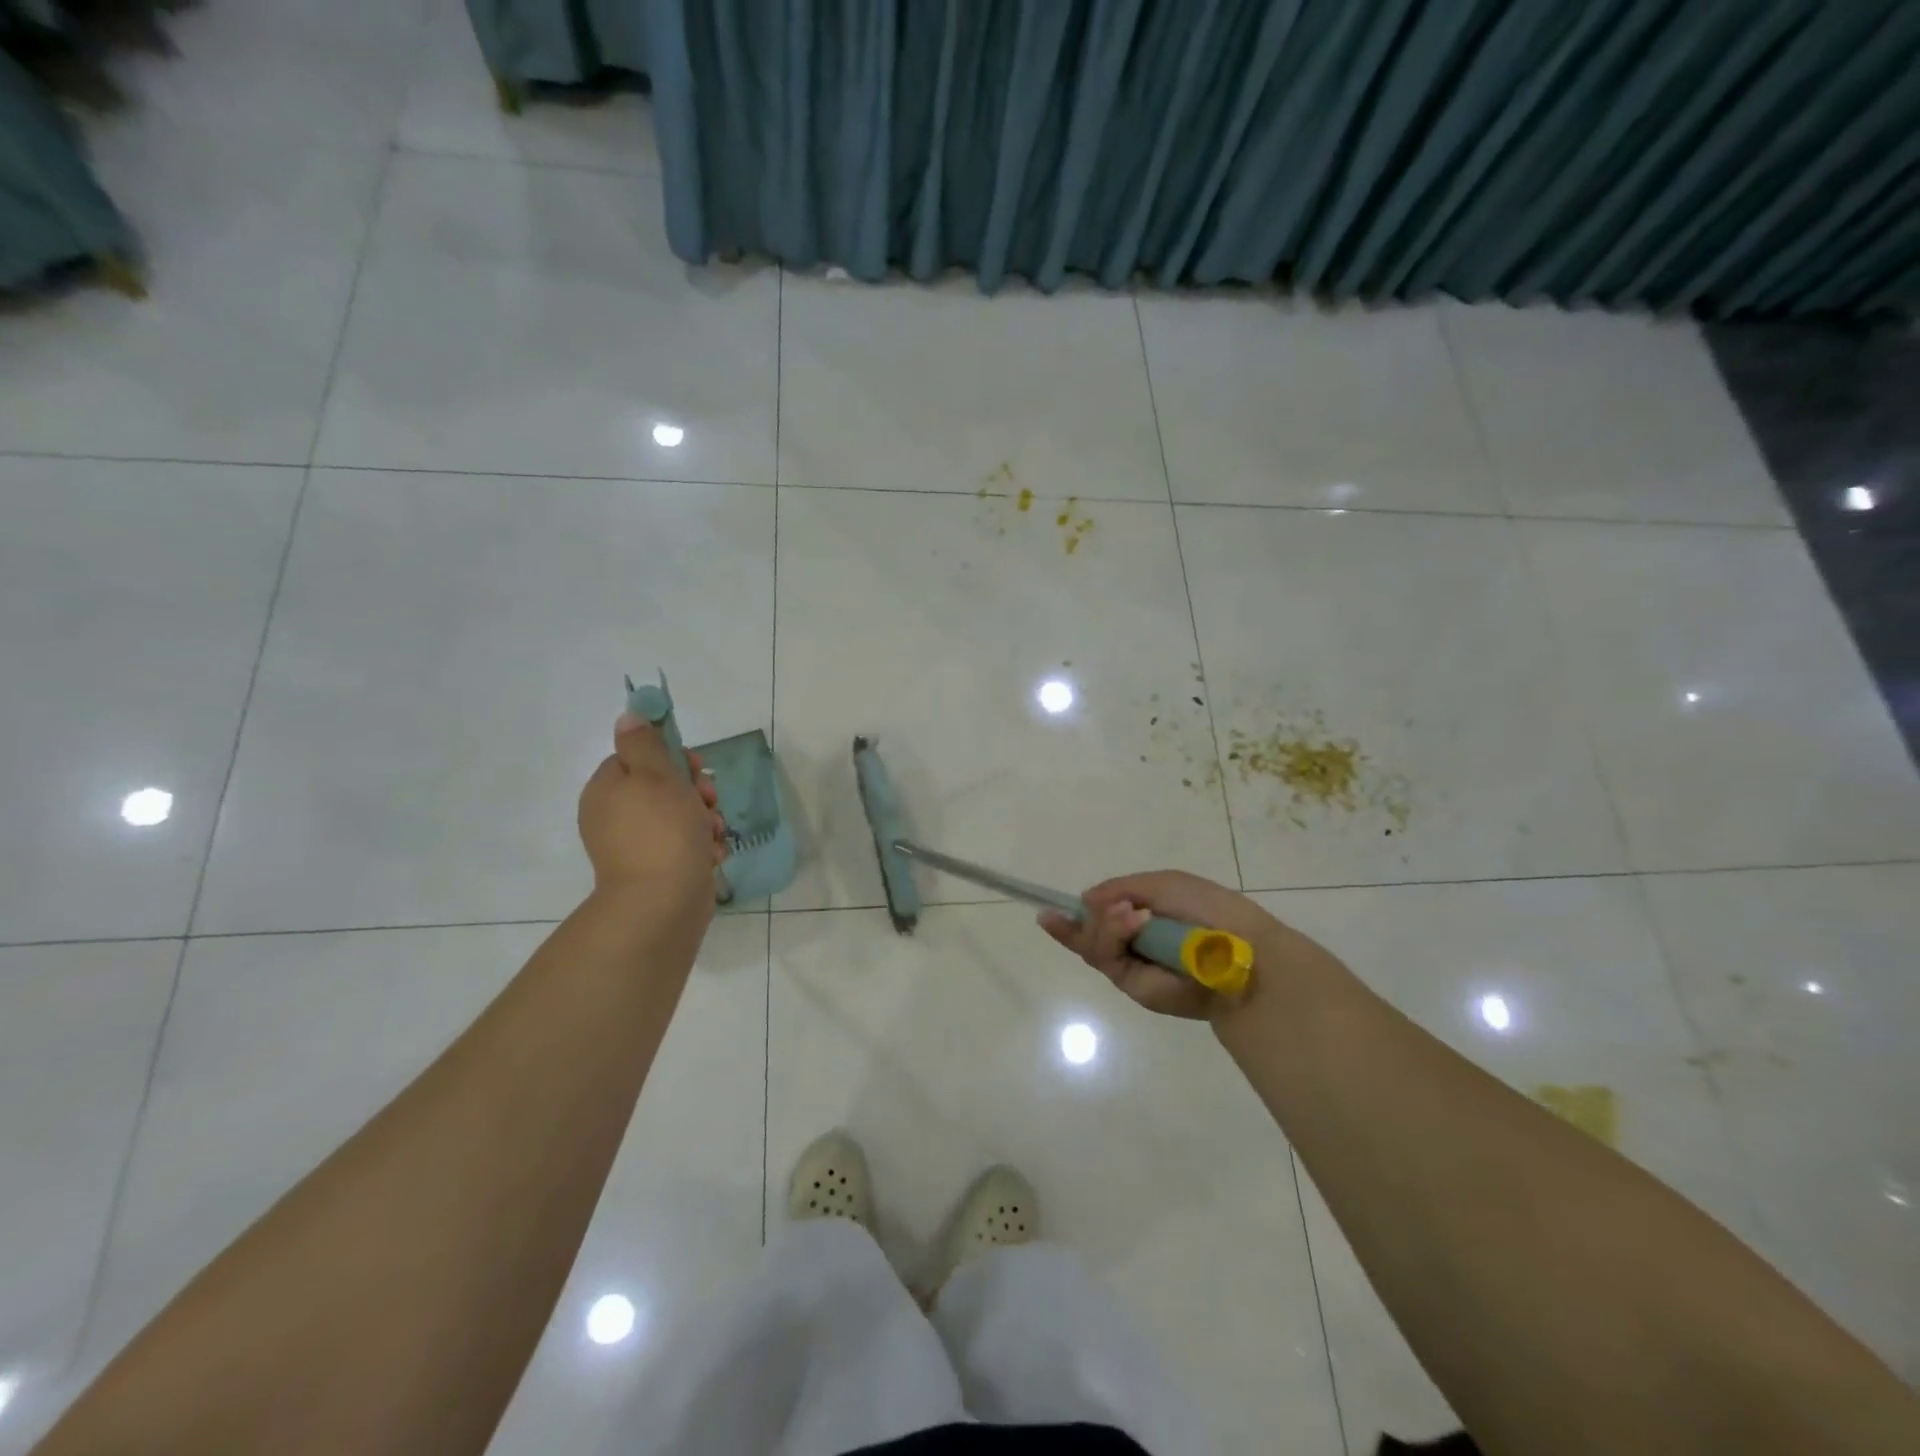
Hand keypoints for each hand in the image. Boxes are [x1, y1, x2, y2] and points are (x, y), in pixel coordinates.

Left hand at [577, 715, 727, 919]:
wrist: (663, 902)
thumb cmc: (663, 831)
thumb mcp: (655, 776)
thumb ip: (644, 743)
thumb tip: (628, 717)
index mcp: (608, 789)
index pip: (639, 758)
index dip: (672, 759)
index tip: (696, 767)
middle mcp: (615, 816)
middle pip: (664, 787)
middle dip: (696, 792)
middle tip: (709, 801)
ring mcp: (636, 845)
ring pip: (680, 816)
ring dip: (705, 820)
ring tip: (714, 833)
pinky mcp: (658, 869)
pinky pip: (683, 845)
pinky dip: (701, 847)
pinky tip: (712, 855)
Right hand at [1038, 870, 1331, 1020]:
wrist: (1240, 950)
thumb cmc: (1210, 910)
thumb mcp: (1163, 885)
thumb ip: (1121, 888)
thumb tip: (1084, 900)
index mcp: (1144, 919)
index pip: (1101, 917)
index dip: (1074, 916)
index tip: (1047, 911)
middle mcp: (1134, 945)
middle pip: (1090, 933)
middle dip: (1094, 917)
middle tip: (1117, 906)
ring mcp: (1133, 968)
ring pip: (1094, 945)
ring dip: (1107, 924)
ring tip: (1132, 915)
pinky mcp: (1135, 987)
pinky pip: (1108, 959)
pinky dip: (1114, 935)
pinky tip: (1131, 921)